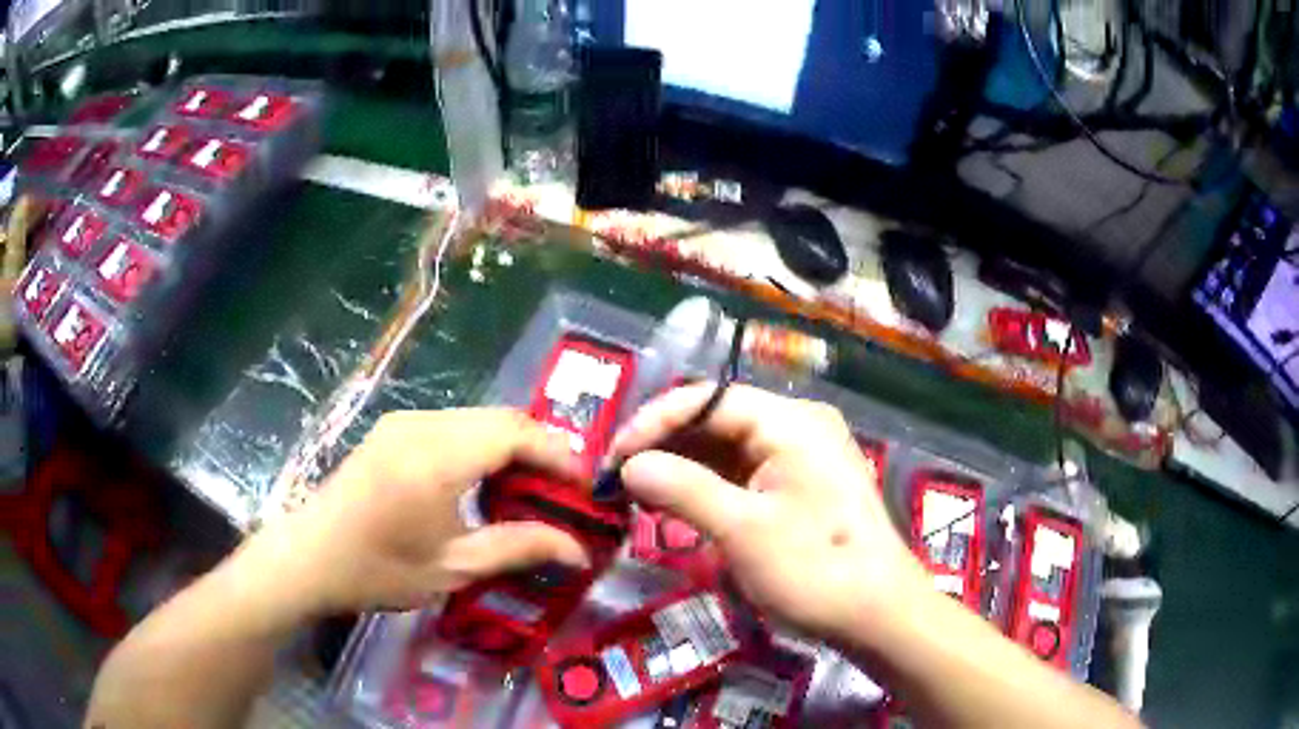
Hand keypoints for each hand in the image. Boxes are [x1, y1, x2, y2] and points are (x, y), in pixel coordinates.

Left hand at [257, 408, 592, 616]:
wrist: (309, 557)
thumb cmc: (379, 570)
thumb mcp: (454, 569)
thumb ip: (519, 548)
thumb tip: (579, 550)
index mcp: (438, 458)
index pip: (517, 433)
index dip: (559, 455)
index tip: (584, 488)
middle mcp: (423, 425)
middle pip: (501, 418)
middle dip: (540, 449)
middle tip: (561, 493)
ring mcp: (404, 422)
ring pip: (478, 418)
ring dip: (511, 446)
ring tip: (528, 490)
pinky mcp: (393, 429)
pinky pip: (453, 424)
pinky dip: (481, 445)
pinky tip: (483, 481)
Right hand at [608, 384, 928, 640]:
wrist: (878, 613)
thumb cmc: (815, 569)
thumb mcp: (743, 530)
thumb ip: (683, 489)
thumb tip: (629, 466)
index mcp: (791, 421)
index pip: (708, 399)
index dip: (654, 422)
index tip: (613, 457)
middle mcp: (797, 426)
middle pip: (717, 420)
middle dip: (665, 446)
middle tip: (619, 479)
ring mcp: (801, 456)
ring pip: (727, 448)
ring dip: (682, 467)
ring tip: (637, 494)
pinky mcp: (799, 485)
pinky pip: (743, 472)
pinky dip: (707, 486)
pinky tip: (676, 504)